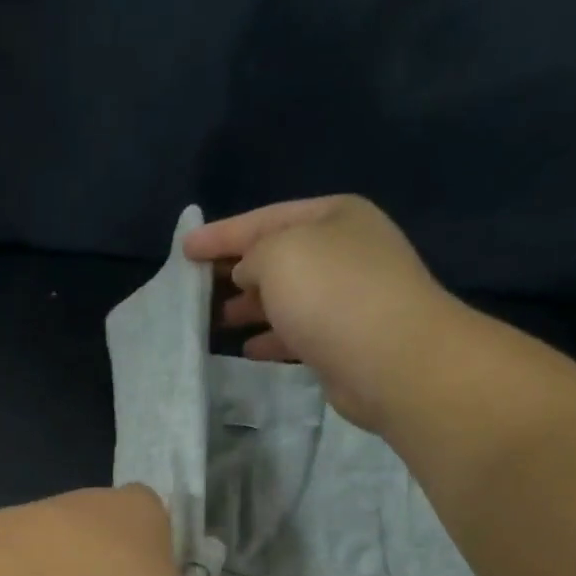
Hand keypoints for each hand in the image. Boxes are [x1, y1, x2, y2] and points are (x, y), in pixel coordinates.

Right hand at [183, 196, 466, 435]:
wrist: (391, 359)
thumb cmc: (331, 294)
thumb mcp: (279, 254)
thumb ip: (251, 255)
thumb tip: (247, 274)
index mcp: (333, 216)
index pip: (264, 218)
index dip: (220, 234)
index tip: (184, 249)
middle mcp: (344, 251)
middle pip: (277, 257)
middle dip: (236, 271)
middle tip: (197, 288)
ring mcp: (347, 298)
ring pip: (286, 297)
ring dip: (250, 307)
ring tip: (215, 321)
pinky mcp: (344, 341)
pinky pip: (297, 333)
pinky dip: (271, 338)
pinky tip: (248, 350)